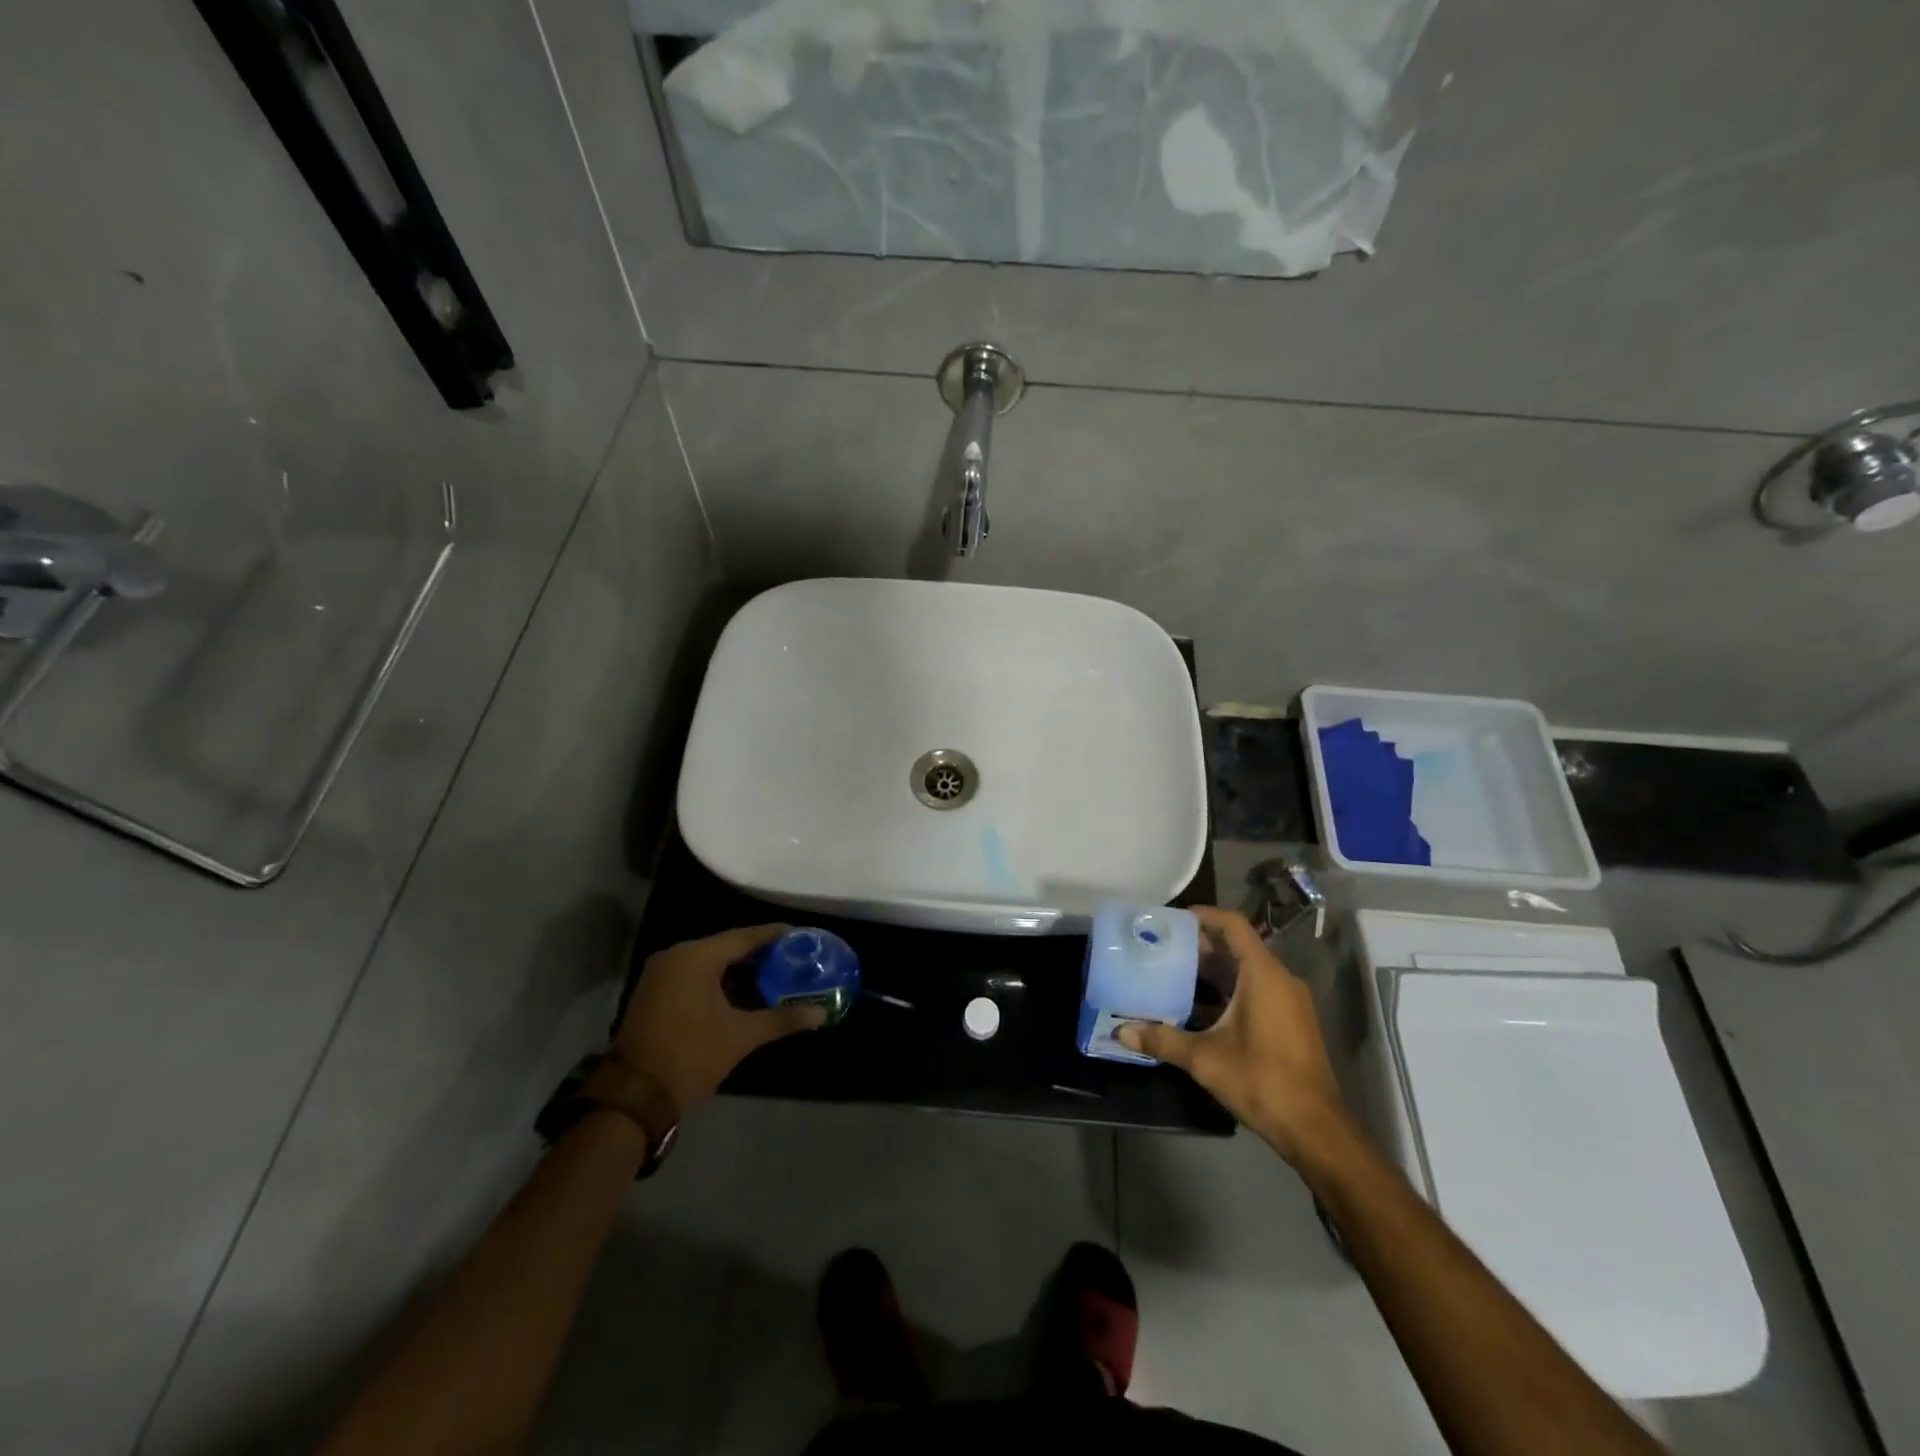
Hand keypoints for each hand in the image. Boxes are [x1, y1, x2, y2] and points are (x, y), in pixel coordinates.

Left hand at [615, 925, 825, 1112]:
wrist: (635, 1097)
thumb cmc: (691, 1055)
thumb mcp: (741, 1036)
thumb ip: (782, 1019)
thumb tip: (820, 1013)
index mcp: (696, 957)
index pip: (744, 937)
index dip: (774, 936)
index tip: (800, 936)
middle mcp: (675, 956)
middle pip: (726, 946)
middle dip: (758, 954)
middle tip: (790, 958)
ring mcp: (660, 974)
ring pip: (708, 962)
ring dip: (737, 968)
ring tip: (772, 974)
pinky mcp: (653, 993)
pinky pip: (693, 975)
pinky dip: (717, 979)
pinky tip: (740, 992)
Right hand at [1118, 906, 1350, 1164]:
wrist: (1314, 1129)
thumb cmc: (1262, 1080)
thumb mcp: (1205, 1059)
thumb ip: (1163, 1039)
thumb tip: (1121, 1032)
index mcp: (1263, 974)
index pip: (1233, 926)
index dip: (1204, 915)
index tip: (1172, 919)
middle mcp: (1279, 980)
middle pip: (1236, 948)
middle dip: (1199, 946)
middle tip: (1161, 948)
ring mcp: (1288, 1002)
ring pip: (1245, 972)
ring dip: (1211, 972)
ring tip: (1171, 974)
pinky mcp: (1289, 1022)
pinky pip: (1255, 991)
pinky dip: (1226, 992)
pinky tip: (1196, 1009)